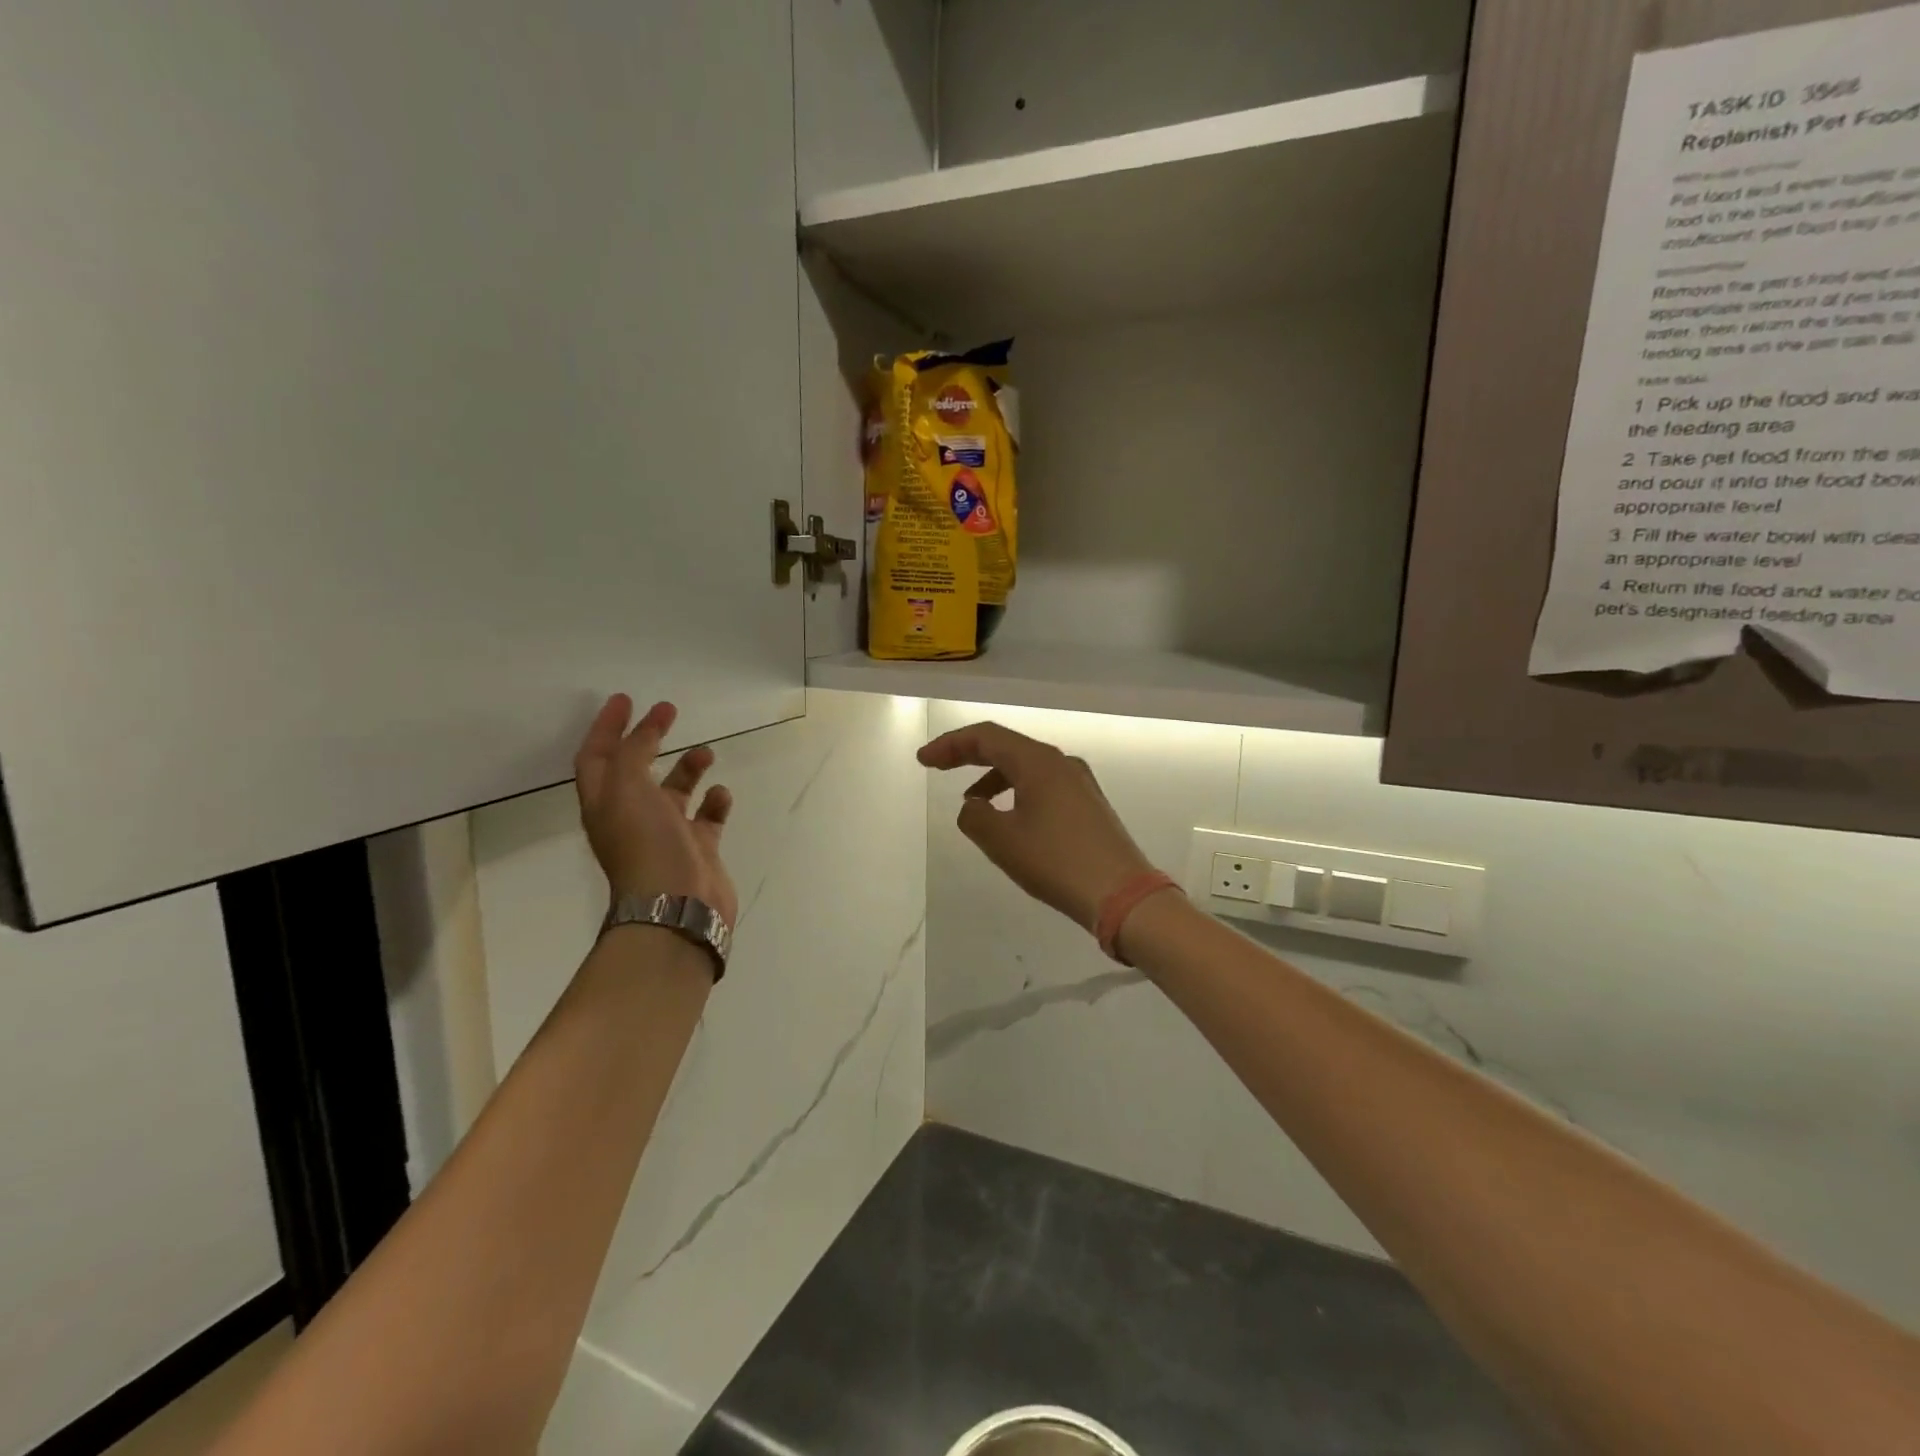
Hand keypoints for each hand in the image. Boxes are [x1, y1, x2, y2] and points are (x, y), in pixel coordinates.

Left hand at [575, 696, 737, 926]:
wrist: (677, 906)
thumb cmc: (645, 844)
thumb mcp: (627, 788)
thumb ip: (634, 752)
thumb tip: (647, 728)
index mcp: (605, 803)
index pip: (597, 756)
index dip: (606, 726)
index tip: (625, 699)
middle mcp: (632, 816)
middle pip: (635, 770)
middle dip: (649, 739)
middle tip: (669, 712)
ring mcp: (666, 834)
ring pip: (675, 791)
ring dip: (688, 768)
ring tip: (707, 753)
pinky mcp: (698, 849)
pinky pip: (707, 818)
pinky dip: (714, 802)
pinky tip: (721, 794)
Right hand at [918, 721, 1155, 929]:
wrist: (1122, 894)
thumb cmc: (1057, 862)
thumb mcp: (1002, 841)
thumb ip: (975, 817)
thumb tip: (973, 807)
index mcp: (1039, 762)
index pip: (986, 737)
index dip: (950, 745)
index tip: (923, 760)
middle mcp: (1061, 763)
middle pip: (1006, 746)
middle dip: (968, 755)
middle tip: (936, 766)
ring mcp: (1079, 783)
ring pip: (1025, 768)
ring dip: (993, 777)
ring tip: (971, 802)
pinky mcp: (1088, 805)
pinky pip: (1042, 786)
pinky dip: (1016, 792)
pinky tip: (1009, 819)